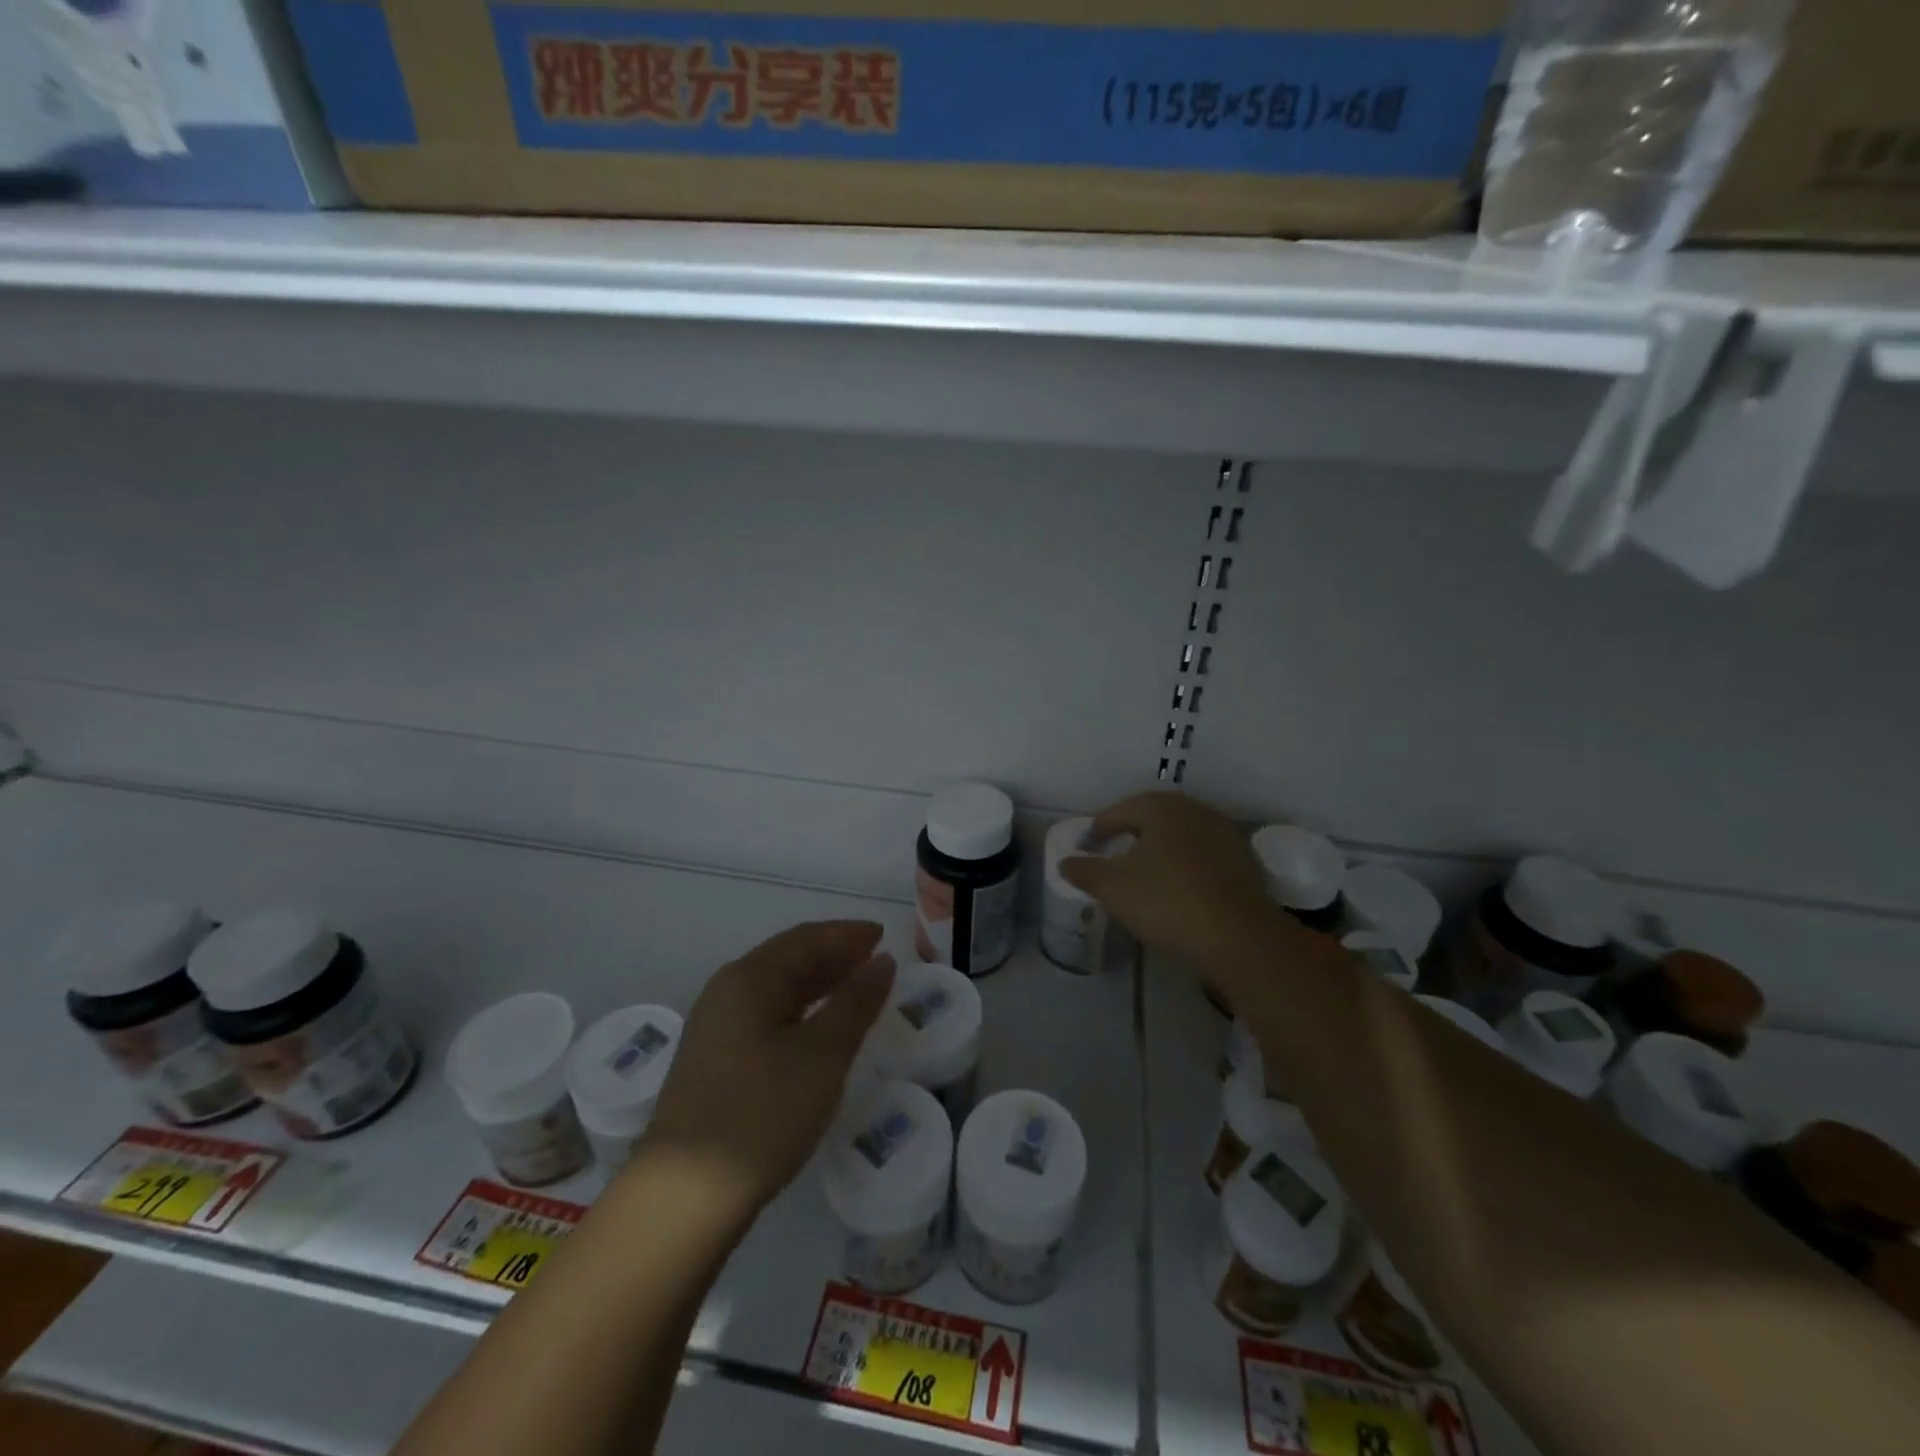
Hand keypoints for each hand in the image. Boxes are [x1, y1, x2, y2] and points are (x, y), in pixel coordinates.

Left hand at [641, 921, 895, 1221]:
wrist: (684, 1198)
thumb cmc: (762, 1114)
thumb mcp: (822, 1056)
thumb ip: (856, 1003)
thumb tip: (882, 962)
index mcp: (749, 978)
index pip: (806, 939)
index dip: (848, 934)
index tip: (884, 936)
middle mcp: (727, 991)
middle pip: (788, 958)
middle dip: (835, 955)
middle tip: (877, 962)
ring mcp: (716, 1027)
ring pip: (777, 988)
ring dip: (819, 983)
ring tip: (857, 990)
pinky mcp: (715, 1060)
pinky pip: (767, 1015)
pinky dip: (801, 1011)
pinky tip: (820, 1029)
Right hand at [1060, 792, 1287, 980]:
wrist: (1237, 936)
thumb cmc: (1166, 900)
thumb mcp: (1112, 887)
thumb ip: (1084, 871)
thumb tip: (1065, 862)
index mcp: (1161, 807)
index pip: (1121, 810)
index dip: (1100, 826)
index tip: (1088, 843)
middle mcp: (1195, 811)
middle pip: (1155, 818)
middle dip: (1133, 833)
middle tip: (1114, 852)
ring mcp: (1225, 835)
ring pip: (1183, 836)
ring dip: (1162, 849)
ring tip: (1146, 871)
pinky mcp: (1245, 863)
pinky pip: (1204, 857)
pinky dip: (1187, 866)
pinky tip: (1178, 888)